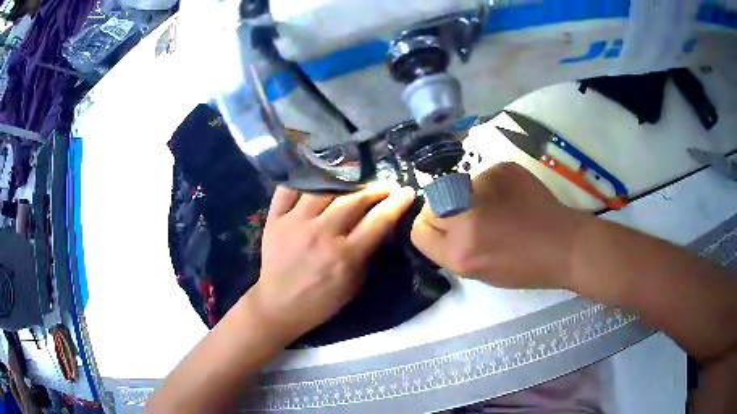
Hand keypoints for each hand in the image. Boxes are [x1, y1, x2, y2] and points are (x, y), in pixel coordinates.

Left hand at [248, 183, 415, 342]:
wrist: (279, 305)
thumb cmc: (321, 300)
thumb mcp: (353, 285)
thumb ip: (366, 255)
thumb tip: (379, 226)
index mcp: (344, 256)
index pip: (377, 221)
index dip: (396, 203)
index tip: (407, 192)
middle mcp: (321, 234)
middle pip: (353, 199)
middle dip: (375, 188)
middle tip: (385, 186)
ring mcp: (295, 223)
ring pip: (324, 188)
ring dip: (344, 179)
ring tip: (354, 176)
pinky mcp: (275, 219)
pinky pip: (288, 189)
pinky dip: (303, 179)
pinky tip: (316, 175)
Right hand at [411, 162, 587, 288]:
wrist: (564, 244)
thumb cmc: (524, 267)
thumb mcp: (479, 273)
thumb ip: (452, 250)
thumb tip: (441, 226)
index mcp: (459, 253)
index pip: (419, 231)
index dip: (432, 231)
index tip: (448, 232)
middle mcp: (465, 217)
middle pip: (431, 204)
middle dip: (445, 212)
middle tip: (472, 219)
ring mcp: (483, 187)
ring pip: (453, 187)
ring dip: (466, 197)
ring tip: (496, 208)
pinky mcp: (500, 168)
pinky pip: (479, 177)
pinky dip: (488, 187)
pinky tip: (511, 197)